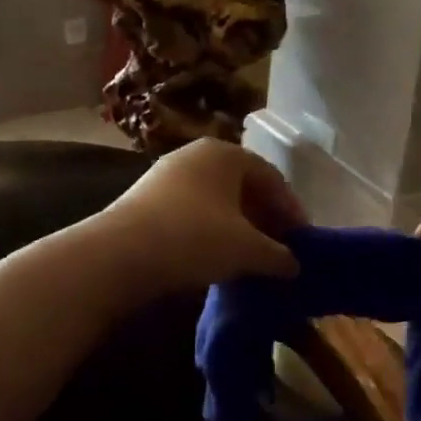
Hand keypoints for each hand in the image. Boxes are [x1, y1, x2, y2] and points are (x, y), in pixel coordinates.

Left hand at [101, 139, 305, 294]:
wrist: (118, 255)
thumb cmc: (194, 238)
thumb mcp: (247, 250)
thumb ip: (278, 255)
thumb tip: (294, 265)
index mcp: (226, 154)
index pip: (272, 178)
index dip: (291, 210)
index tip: (302, 240)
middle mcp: (196, 156)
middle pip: (243, 187)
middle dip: (265, 218)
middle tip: (279, 249)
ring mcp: (167, 176)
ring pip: (217, 201)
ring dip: (238, 227)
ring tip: (250, 257)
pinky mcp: (146, 201)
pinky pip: (193, 212)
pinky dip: (212, 232)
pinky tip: (216, 258)